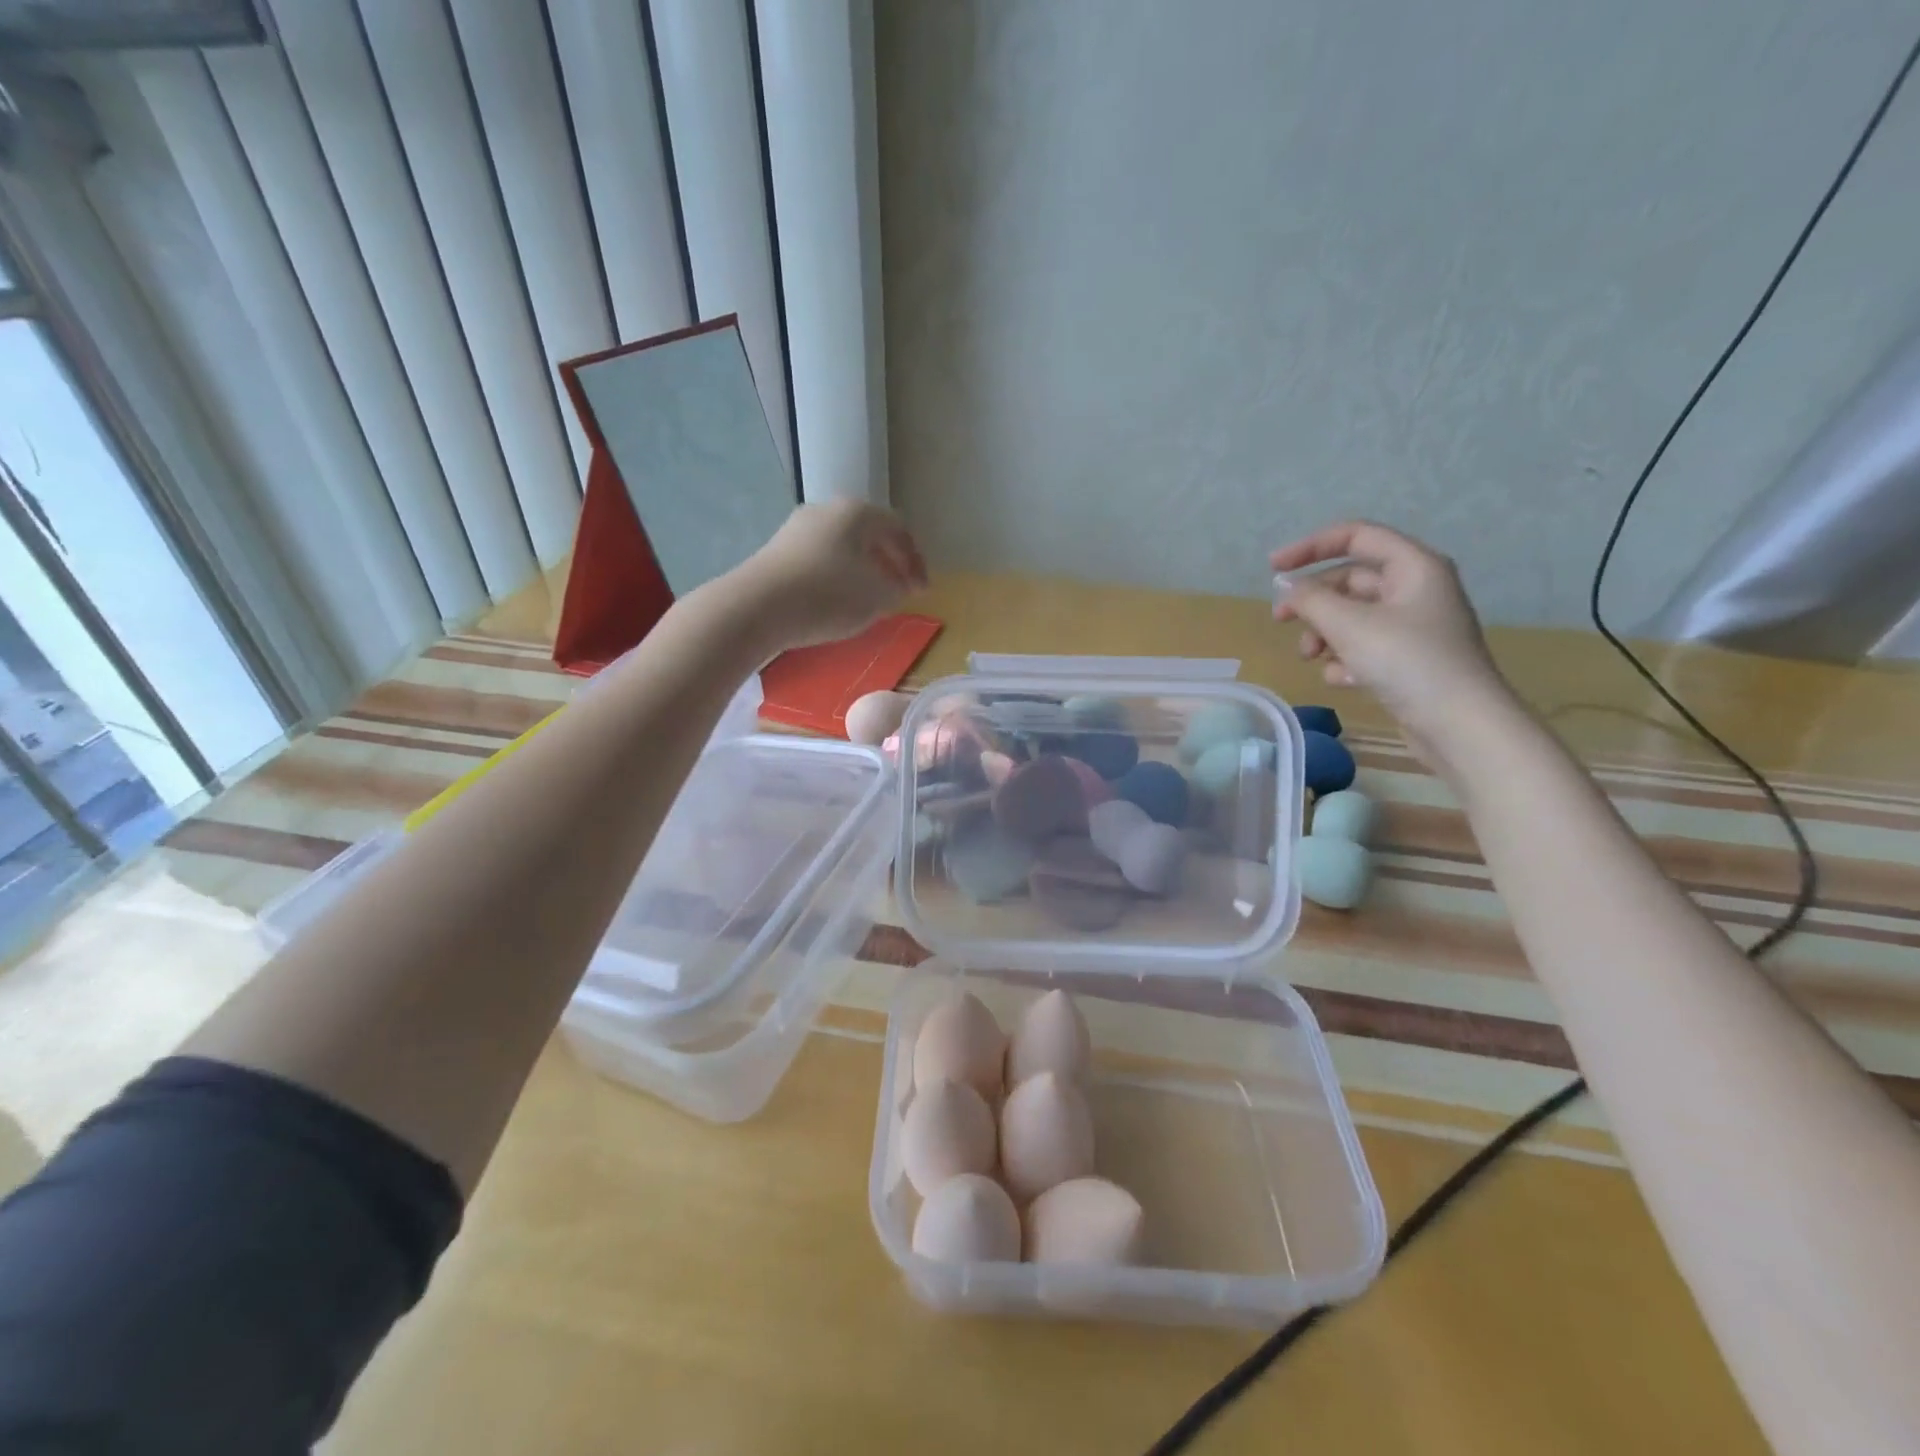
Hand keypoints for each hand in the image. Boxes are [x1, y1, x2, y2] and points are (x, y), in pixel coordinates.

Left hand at [729, 500, 927, 650]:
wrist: (756, 607)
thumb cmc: (827, 596)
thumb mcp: (876, 598)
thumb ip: (895, 590)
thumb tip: (894, 587)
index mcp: (857, 513)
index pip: (899, 530)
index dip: (916, 562)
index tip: (923, 591)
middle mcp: (827, 510)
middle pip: (869, 534)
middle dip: (889, 564)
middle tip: (900, 591)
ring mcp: (798, 529)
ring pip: (843, 547)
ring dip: (863, 571)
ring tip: (870, 600)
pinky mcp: (777, 551)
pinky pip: (820, 559)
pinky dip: (837, 577)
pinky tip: (837, 602)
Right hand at [1271, 522, 1516, 767]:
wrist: (1460, 725)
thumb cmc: (1407, 662)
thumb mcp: (1349, 625)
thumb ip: (1310, 600)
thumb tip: (1287, 586)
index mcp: (1413, 566)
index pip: (1356, 536)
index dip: (1311, 547)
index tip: (1272, 569)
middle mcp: (1416, 589)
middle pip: (1350, 580)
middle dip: (1313, 600)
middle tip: (1280, 621)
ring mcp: (1413, 627)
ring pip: (1353, 616)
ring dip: (1324, 633)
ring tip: (1310, 658)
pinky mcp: (1409, 660)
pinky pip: (1365, 647)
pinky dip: (1345, 659)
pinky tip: (1341, 680)